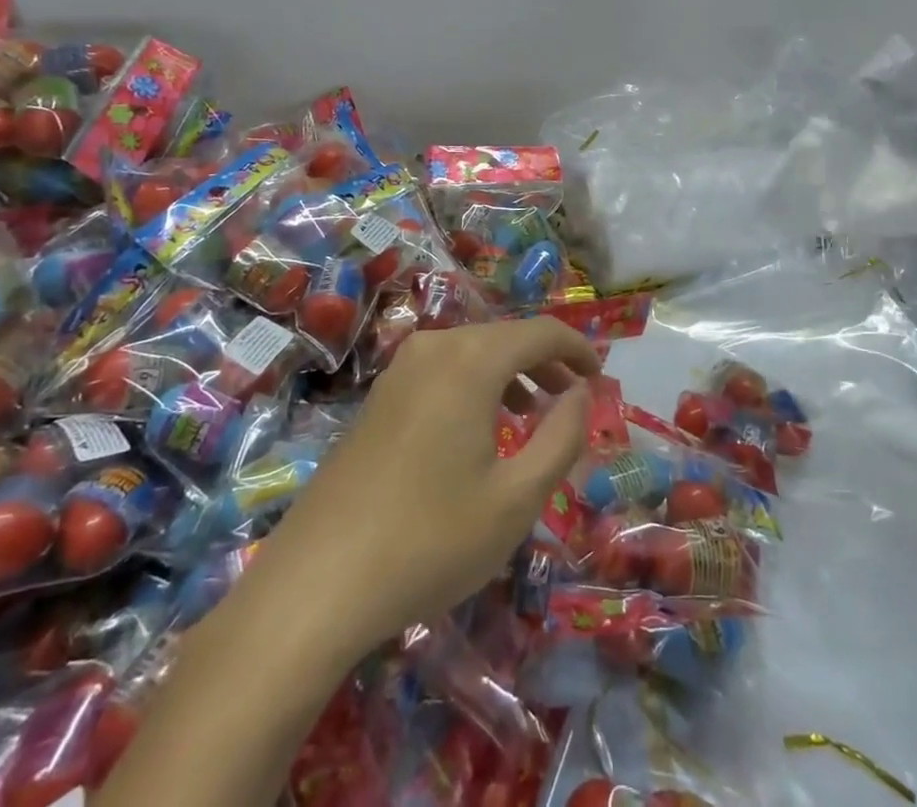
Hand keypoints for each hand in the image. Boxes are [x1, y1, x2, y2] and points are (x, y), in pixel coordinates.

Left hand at [264, 317, 600, 659]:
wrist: (315, 583)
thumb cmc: (430, 540)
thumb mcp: (516, 498)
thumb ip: (562, 437)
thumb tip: (580, 392)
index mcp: (471, 360)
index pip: (541, 332)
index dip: (578, 349)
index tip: (601, 378)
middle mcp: (434, 348)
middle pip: (505, 337)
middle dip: (546, 362)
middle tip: (574, 397)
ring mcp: (399, 370)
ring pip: (472, 352)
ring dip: (511, 373)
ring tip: (534, 413)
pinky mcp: (378, 398)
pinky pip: (442, 371)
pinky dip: (475, 385)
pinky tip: (479, 429)